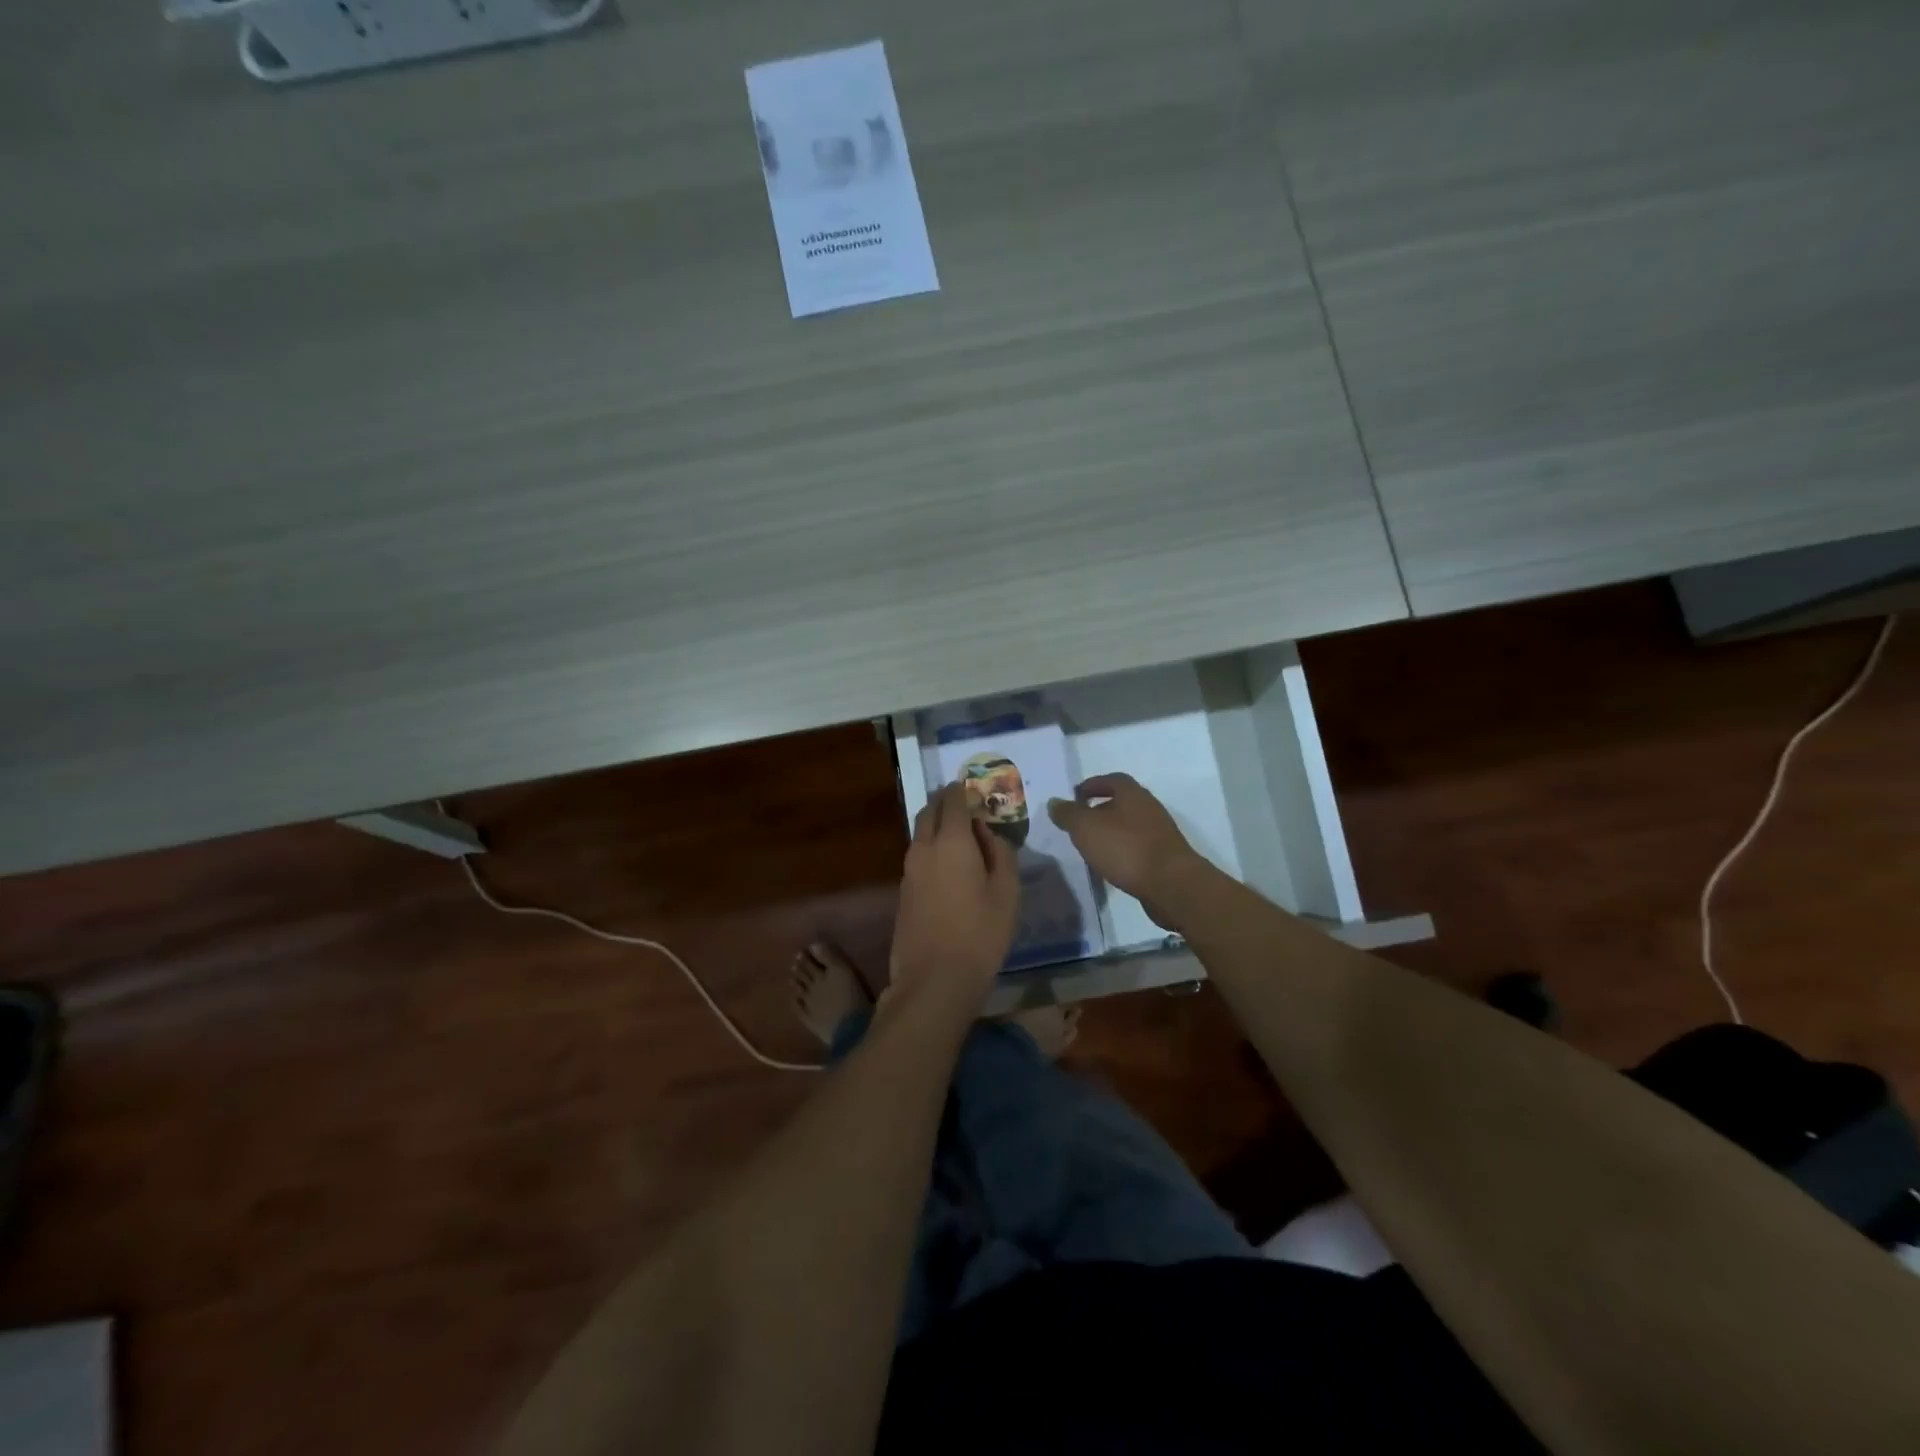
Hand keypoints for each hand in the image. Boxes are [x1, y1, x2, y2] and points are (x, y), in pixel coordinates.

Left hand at [887, 783, 1019, 1015]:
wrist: (934, 979)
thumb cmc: (980, 934)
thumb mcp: (1006, 893)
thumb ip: (1000, 853)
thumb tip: (989, 832)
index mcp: (952, 842)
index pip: (953, 800)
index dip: (963, 790)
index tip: (974, 787)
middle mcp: (924, 848)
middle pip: (930, 811)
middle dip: (945, 802)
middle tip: (965, 806)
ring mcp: (908, 870)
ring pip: (920, 833)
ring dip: (937, 825)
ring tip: (960, 835)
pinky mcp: (903, 891)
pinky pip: (917, 855)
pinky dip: (931, 848)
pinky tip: (948, 866)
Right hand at [1047, 774, 1205, 929]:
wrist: (1171, 884)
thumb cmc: (1125, 848)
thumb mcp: (1086, 828)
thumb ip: (1068, 814)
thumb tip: (1055, 802)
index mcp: (1132, 793)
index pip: (1111, 779)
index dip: (1091, 785)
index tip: (1074, 797)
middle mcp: (1149, 807)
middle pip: (1121, 802)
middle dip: (1099, 810)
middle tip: (1079, 823)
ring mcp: (1160, 832)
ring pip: (1129, 825)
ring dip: (1111, 832)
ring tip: (1091, 846)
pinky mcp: (1164, 856)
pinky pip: (1137, 846)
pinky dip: (1122, 850)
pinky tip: (1111, 864)